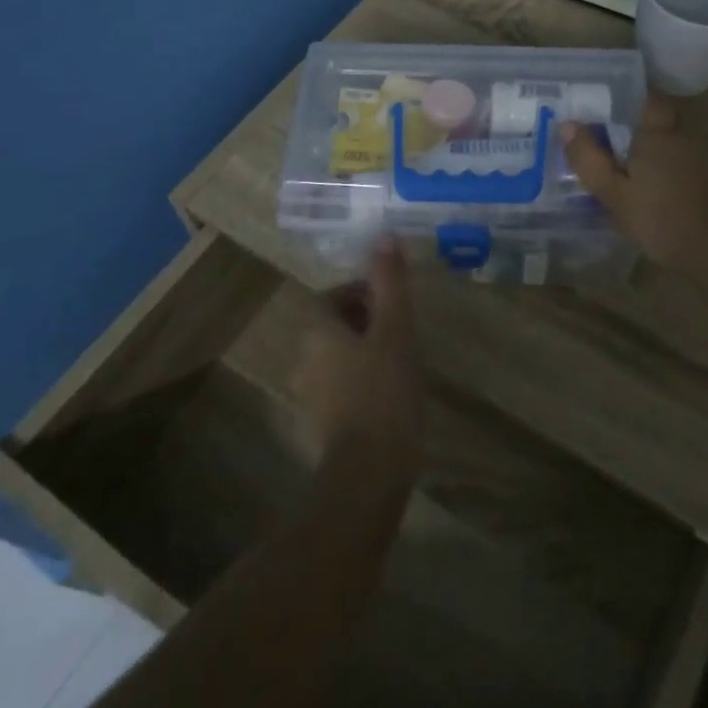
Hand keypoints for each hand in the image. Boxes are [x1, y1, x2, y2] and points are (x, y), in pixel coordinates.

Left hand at [305, 238, 423, 484]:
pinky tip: (391, 392)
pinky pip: (342, 385)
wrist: (370, 472)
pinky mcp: (322, 423)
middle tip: (403, 328)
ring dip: (366, 350)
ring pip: (339, 356)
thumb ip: (389, 282)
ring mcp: (310, 394)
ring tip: (402, 358)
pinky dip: (363, 379)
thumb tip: (384, 235)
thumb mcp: (394, 329)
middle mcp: (304, 358)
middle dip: (367, 319)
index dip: (362, 291)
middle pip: (334, 324)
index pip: (331, 295)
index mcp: (316, 331)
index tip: (393, 301)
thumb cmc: (384, 391)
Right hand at [561, 95, 707, 271]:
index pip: (644, 95)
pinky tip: (651, 186)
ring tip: (622, 164)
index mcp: (658, 131)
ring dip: (649, 148)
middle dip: (632, 124)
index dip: (623, 96)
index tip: (599, 105)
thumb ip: (589, 159)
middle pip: (656, 118)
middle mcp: (683, 134)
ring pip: (670, 140)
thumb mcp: (614, 194)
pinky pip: (682, 160)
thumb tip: (567, 125)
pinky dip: (665, 166)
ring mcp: (703, 155)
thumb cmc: (662, 219)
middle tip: (604, 137)